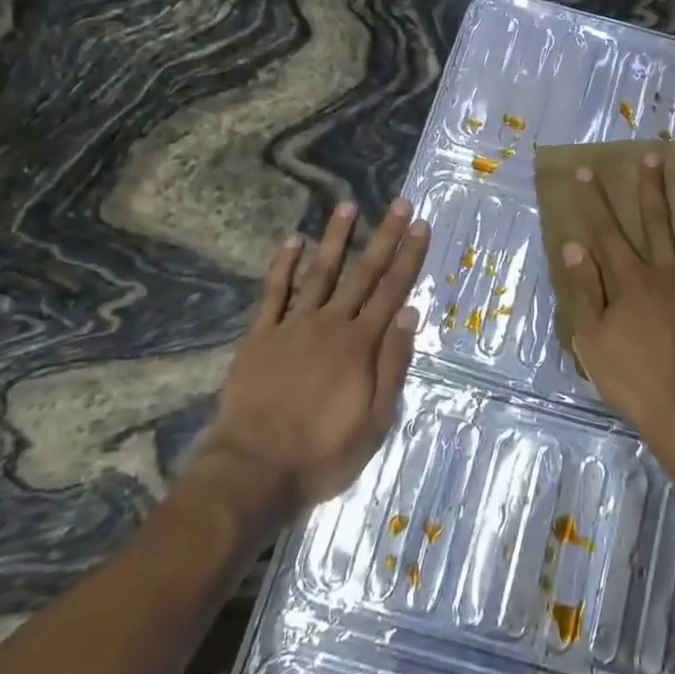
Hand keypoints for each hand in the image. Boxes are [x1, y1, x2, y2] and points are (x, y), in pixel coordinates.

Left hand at [188, 198, 430, 520]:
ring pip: (320, 272)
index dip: (409, 256)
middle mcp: (330, 324)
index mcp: (360, 344)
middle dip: (384, 236)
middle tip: (399, 203)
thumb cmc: (322, 452)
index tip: (421, 225)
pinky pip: (274, 293)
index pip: (392, 290)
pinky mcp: (260, 336)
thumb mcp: (375, 421)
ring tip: (347, 205)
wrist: (253, 470)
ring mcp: (293, 326)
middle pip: (363, 272)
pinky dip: (284, 265)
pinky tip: (293, 240)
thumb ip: (393, 364)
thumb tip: (410, 312)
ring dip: (336, 238)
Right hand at [560, 152, 674, 445]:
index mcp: (631, 281)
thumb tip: (575, 246)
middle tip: (654, 156)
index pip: (606, 233)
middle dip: (652, 189)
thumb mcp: (592, 337)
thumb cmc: (631, 378)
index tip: (587, 171)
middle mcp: (667, 275)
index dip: (594, 202)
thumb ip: (586, 289)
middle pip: (658, 224)